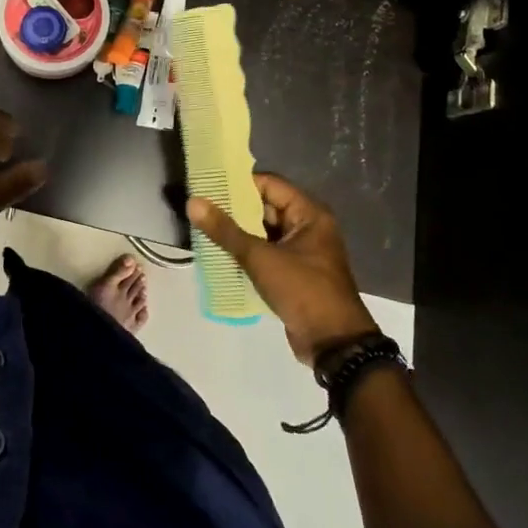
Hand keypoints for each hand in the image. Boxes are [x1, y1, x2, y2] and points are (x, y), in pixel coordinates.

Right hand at [187, 174, 376, 364]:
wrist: (334, 343)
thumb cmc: (302, 289)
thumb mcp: (261, 258)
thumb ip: (226, 230)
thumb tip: (193, 202)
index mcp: (309, 214)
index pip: (269, 184)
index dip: (240, 183)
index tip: (209, 185)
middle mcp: (308, 227)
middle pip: (266, 207)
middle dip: (234, 209)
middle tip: (200, 208)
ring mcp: (302, 251)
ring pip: (264, 232)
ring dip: (238, 233)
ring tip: (203, 229)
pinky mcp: (294, 274)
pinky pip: (266, 254)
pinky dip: (246, 253)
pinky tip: (218, 255)